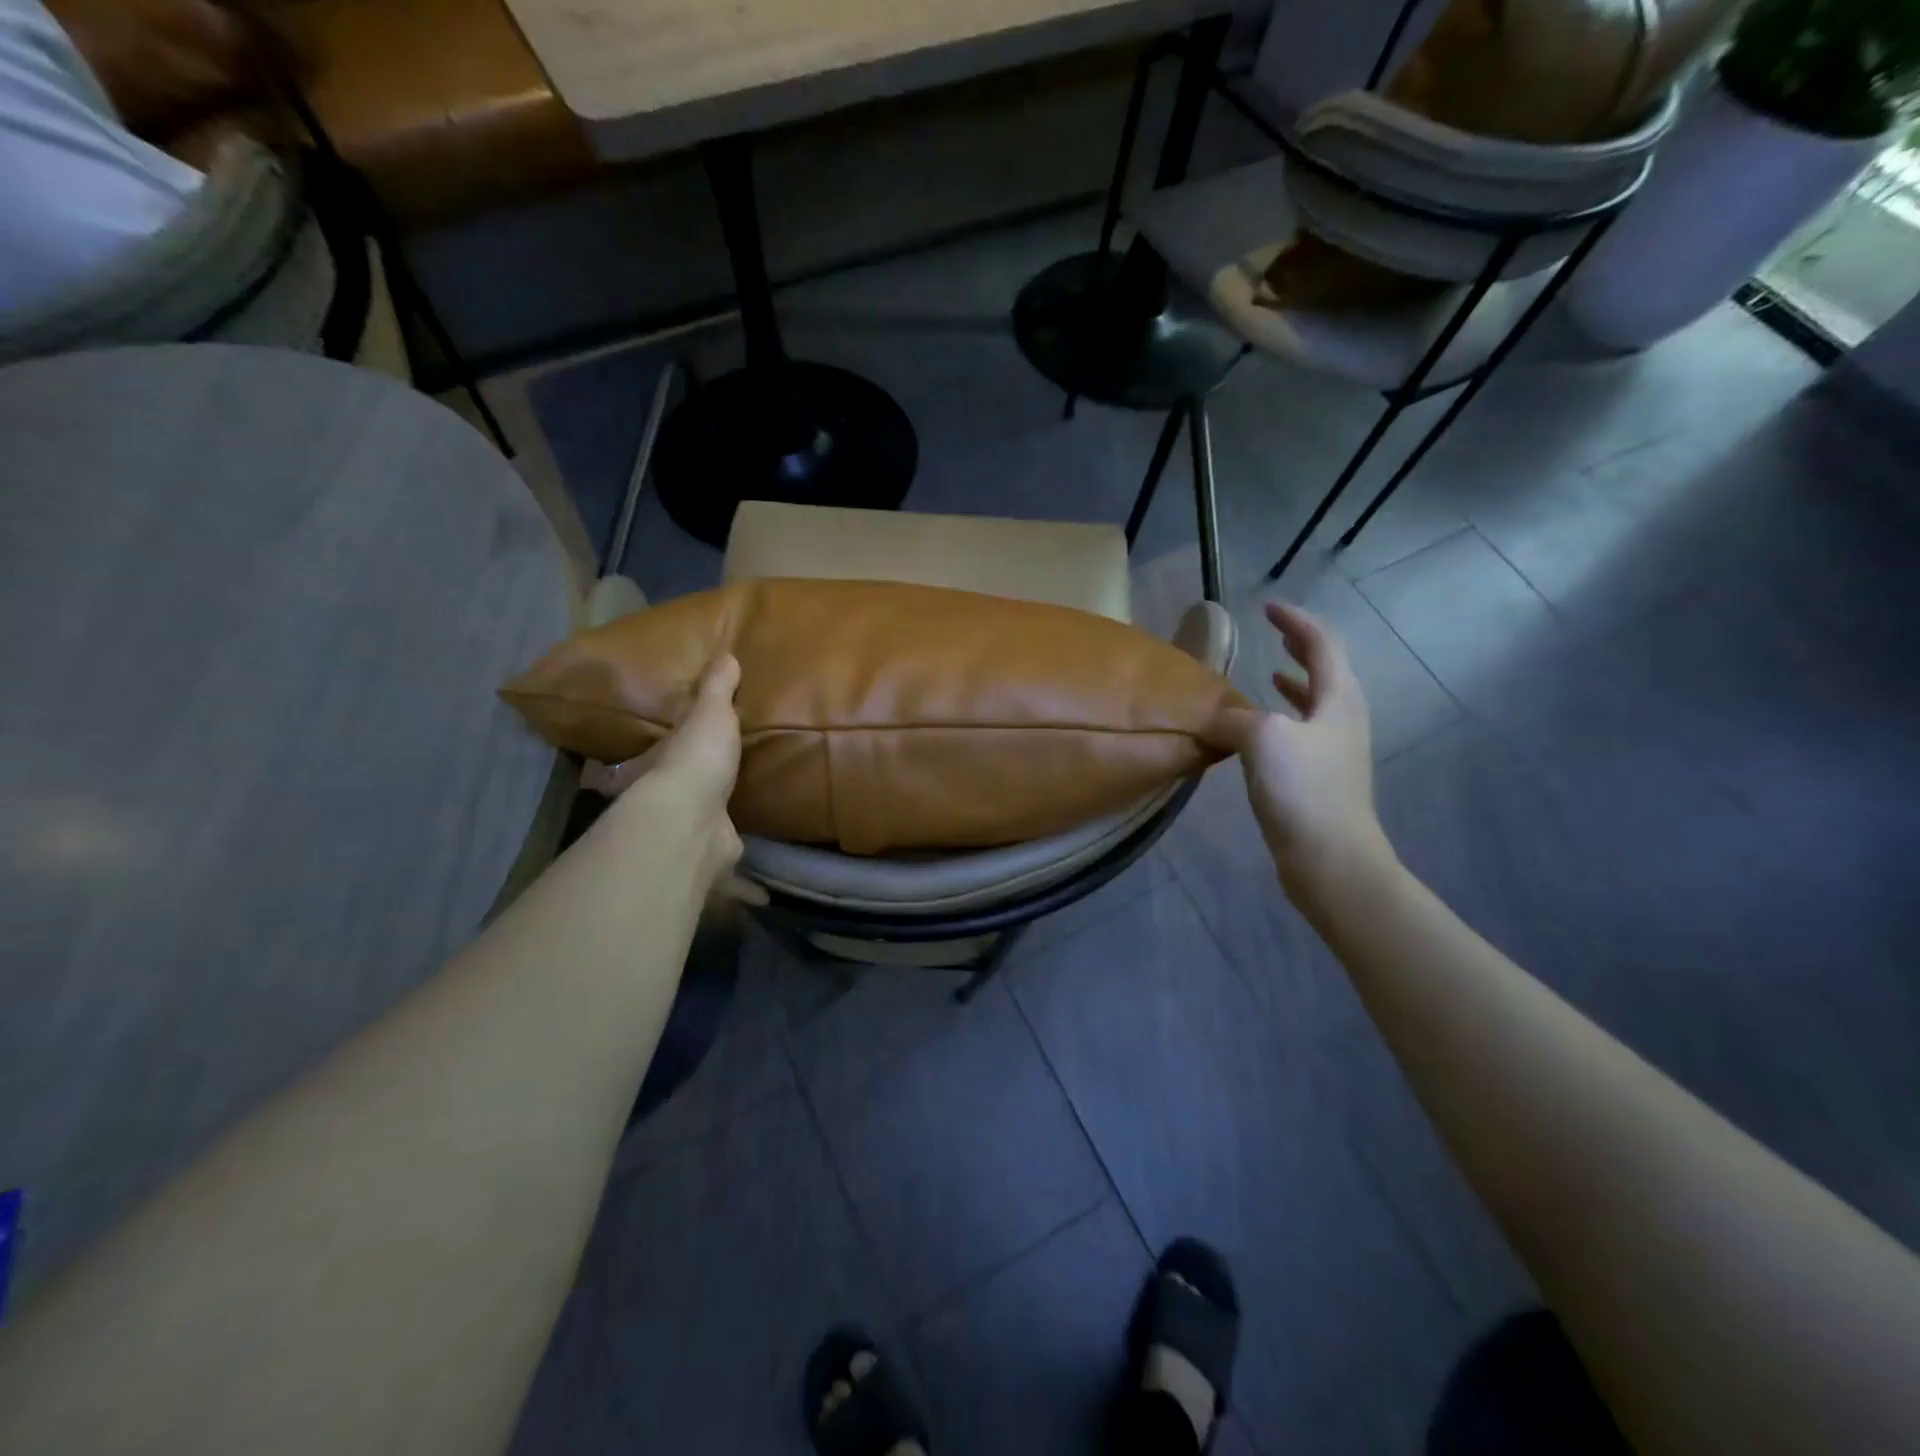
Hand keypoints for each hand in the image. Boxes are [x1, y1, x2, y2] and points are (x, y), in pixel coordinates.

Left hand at [582, 653, 760, 900]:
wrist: (691, 821)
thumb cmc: (695, 761)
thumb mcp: (708, 713)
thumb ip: (717, 689)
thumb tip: (726, 654)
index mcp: (662, 767)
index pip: (657, 756)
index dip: (664, 753)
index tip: (674, 755)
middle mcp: (669, 804)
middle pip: (678, 800)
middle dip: (692, 799)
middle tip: (716, 794)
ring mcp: (689, 837)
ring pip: (703, 837)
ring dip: (717, 838)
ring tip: (741, 835)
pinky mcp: (712, 866)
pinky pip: (731, 878)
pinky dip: (745, 888)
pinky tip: (764, 894)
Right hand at [1225, 603, 1391, 894]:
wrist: (1329, 858)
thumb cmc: (1303, 789)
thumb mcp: (1263, 738)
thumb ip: (1234, 716)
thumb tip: (1211, 714)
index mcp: (1338, 698)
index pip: (1321, 644)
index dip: (1296, 622)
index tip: (1269, 607)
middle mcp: (1341, 719)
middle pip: (1325, 671)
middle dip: (1301, 648)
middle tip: (1275, 633)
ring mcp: (1332, 751)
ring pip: (1313, 703)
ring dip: (1293, 684)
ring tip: (1269, 673)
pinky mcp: (1318, 778)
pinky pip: (1298, 733)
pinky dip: (1279, 719)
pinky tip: (1257, 731)